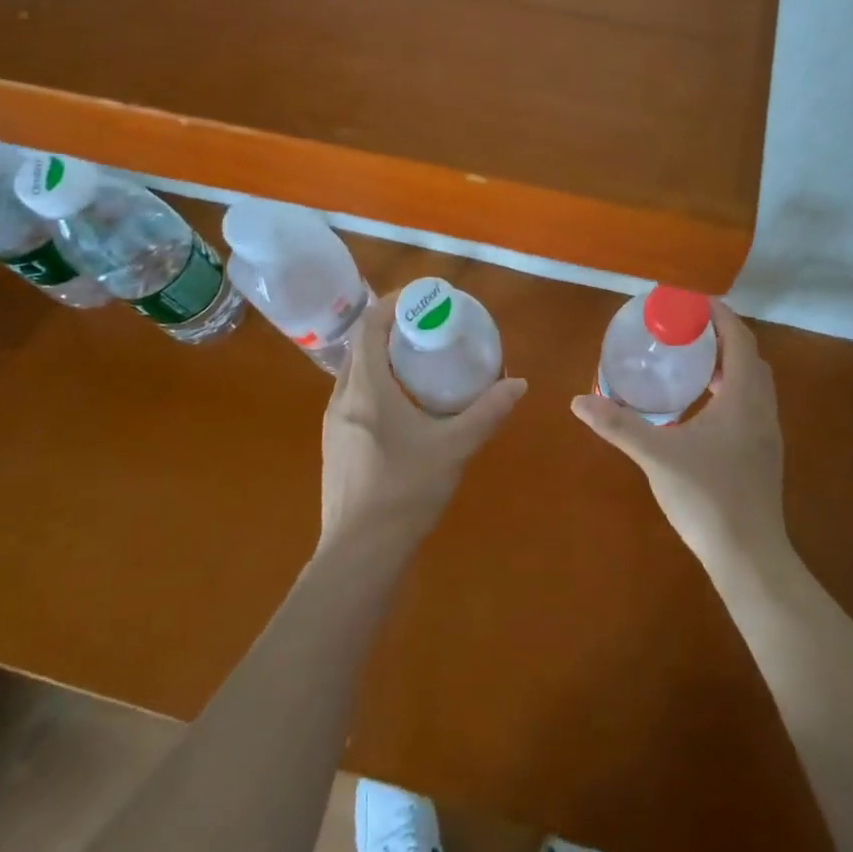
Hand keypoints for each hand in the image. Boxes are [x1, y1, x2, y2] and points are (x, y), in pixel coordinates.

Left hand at [318, 293, 525, 553]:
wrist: (359, 553)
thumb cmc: (405, 490)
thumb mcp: (454, 447)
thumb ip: (487, 412)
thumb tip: (518, 384)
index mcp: (365, 387)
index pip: (370, 326)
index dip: (393, 304)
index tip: (422, 298)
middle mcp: (342, 397)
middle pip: (361, 346)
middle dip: (391, 329)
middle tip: (427, 328)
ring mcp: (333, 422)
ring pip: (355, 373)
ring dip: (382, 358)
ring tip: (418, 362)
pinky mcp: (335, 444)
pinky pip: (353, 397)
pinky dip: (375, 384)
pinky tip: (402, 406)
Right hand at [570, 301, 787, 569]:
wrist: (751, 559)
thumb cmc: (708, 499)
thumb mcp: (657, 457)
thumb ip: (619, 426)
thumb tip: (578, 401)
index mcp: (743, 399)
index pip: (739, 339)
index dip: (719, 314)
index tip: (691, 301)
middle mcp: (762, 409)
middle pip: (749, 356)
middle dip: (721, 335)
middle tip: (685, 328)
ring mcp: (766, 434)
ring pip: (753, 382)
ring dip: (727, 363)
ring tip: (690, 359)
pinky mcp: (763, 455)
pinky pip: (750, 404)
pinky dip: (730, 389)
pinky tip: (701, 406)